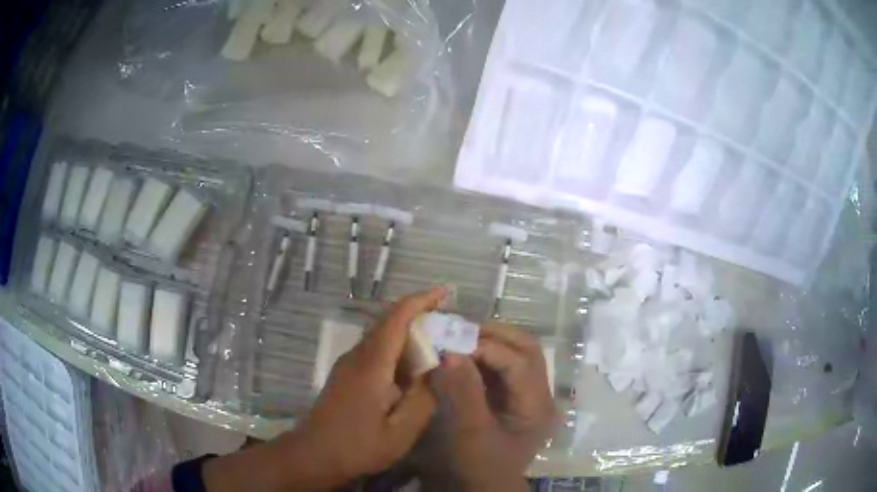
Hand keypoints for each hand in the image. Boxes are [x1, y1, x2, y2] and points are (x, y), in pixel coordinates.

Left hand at [203, 288, 444, 490]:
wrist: (313, 454)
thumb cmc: (358, 447)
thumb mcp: (401, 432)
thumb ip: (423, 399)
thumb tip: (437, 369)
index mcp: (371, 366)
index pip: (396, 319)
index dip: (420, 301)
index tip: (445, 292)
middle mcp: (357, 356)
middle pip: (387, 321)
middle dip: (418, 312)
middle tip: (448, 320)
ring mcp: (348, 363)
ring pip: (380, 334)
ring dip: (407, 330)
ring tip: (436, 340)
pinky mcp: (346, 373)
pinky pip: (375, 349)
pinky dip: (397, 347)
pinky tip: (411, 366)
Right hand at [426, 324, 555, 490]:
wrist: (486, 488)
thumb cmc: (481, 466)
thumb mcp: (471, 432)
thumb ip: (464, 391)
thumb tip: (452, 352)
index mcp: (538, 406)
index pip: (519, 362)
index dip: (487, 348)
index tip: (453, 343)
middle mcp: (542, 395)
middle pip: (527, 350)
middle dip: (495, 335)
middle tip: (461, 331)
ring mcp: (530, 395)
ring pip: (519, 354)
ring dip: (492, 342)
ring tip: (461, 338)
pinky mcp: (516, 398)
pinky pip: (506, 367)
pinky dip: (487, 356)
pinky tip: (466, 355)